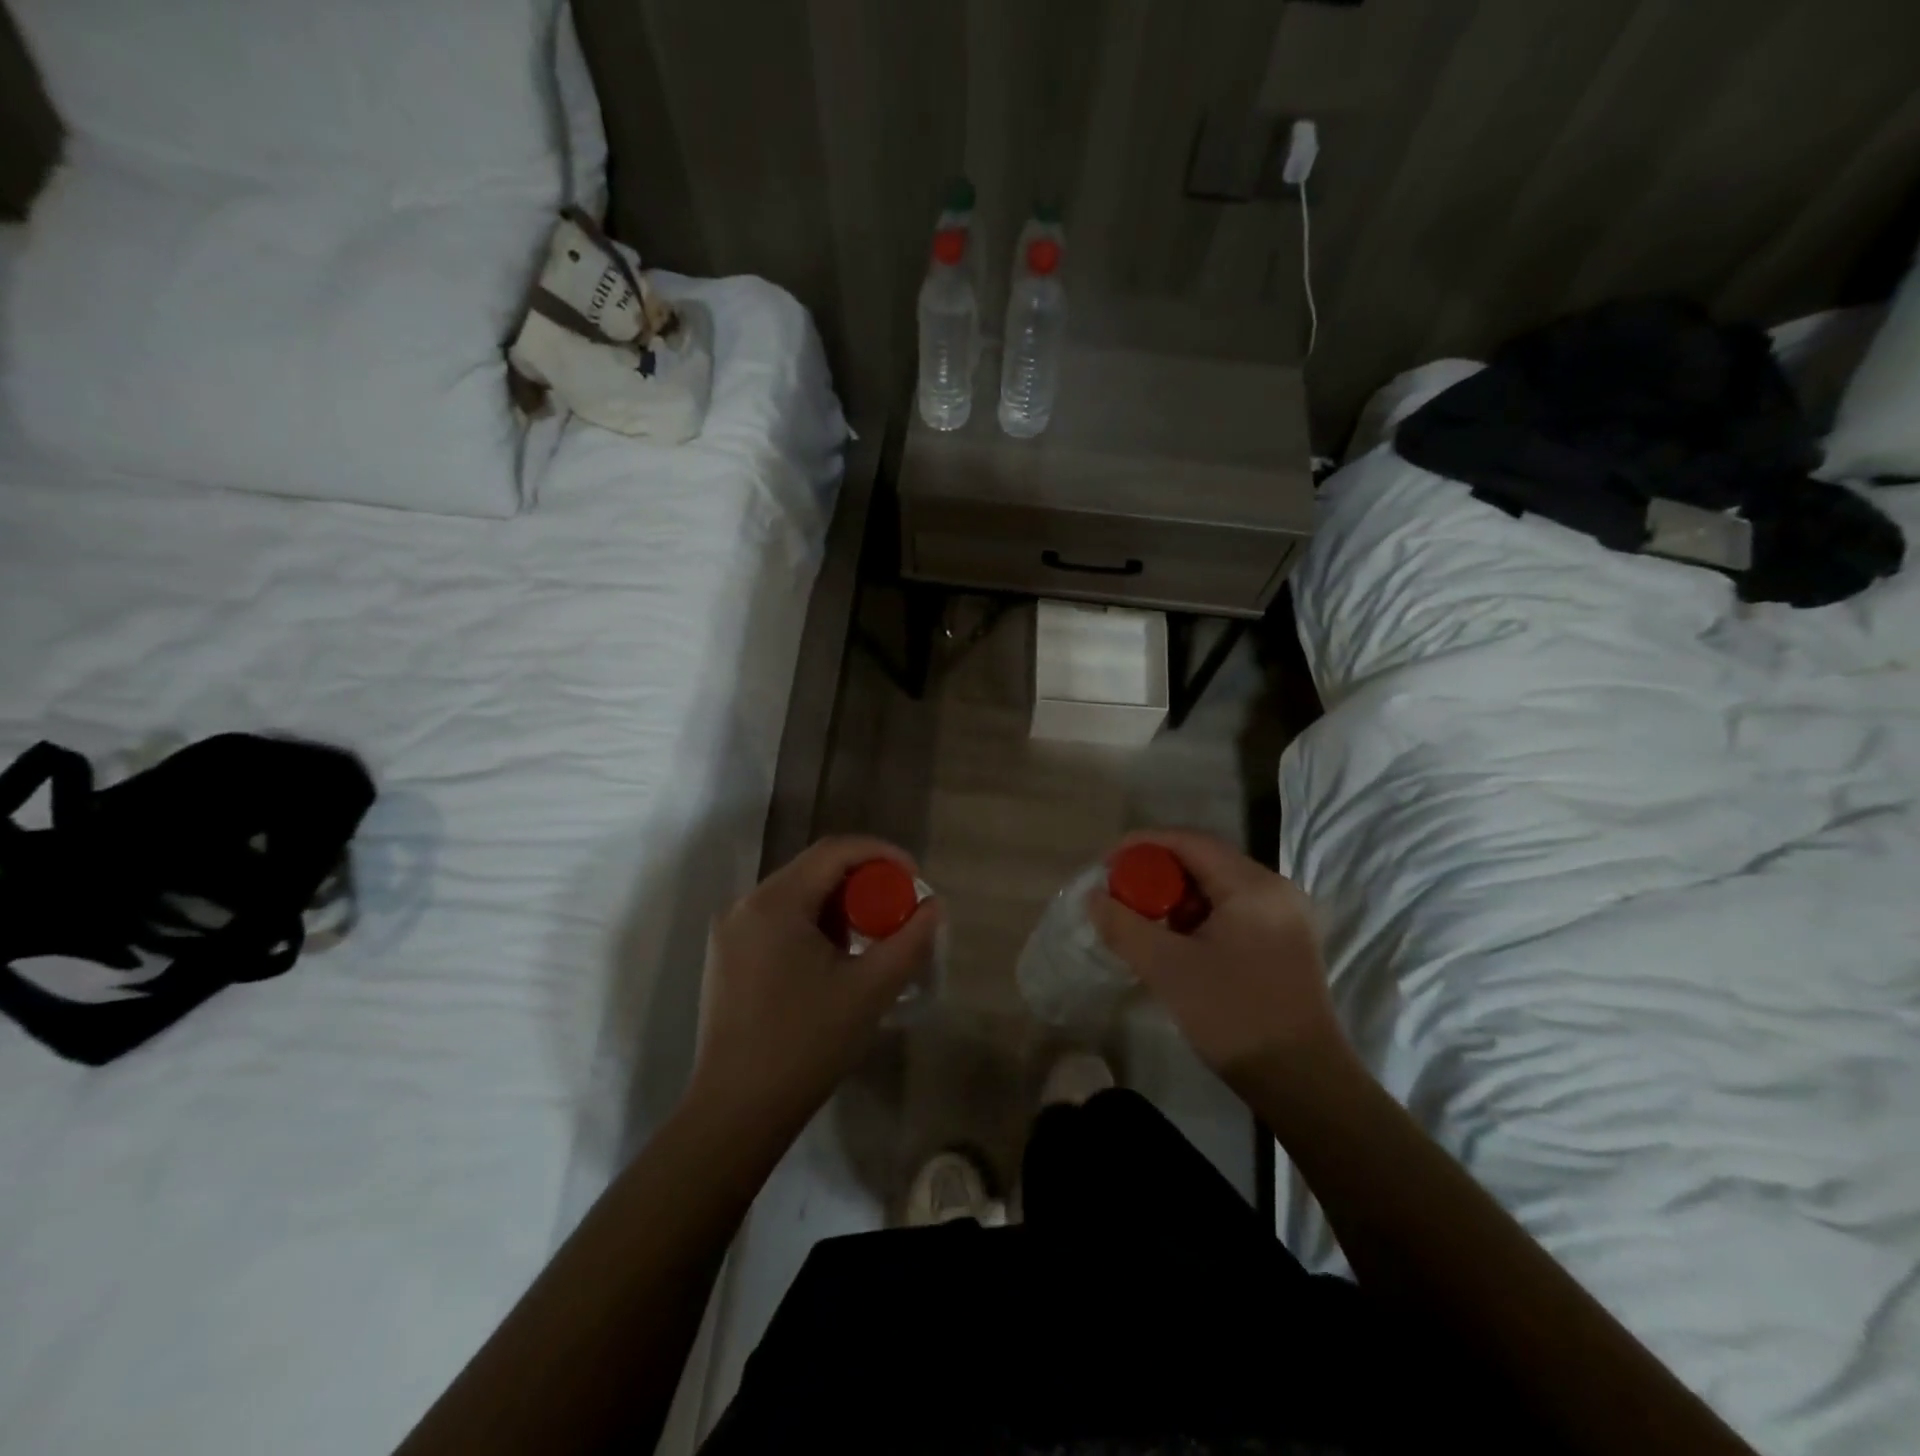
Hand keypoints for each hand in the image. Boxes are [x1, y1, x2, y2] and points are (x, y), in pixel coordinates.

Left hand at [686, 836, 940, 1140]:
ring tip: (870, 938)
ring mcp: (730, 932)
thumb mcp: (871, 989)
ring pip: (796, 896)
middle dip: (862, 882)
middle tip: (897, 910)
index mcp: (775, 902)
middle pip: (814, 870)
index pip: (835, 852)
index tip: (915, 879)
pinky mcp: (727, 957)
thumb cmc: (806, 1045)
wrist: (737, 1113)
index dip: (882, 854)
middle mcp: (745, 905)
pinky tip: (833, 959)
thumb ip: (909, 940)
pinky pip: (778, 920)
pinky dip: (813, 925)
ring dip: (838, 906)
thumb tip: (934, 907)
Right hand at [1087, 829, 1350, 1083]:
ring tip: (1145, 924)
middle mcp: (1275, 889)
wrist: (1303, 1083)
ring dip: (1177, 898)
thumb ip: (1124, 926)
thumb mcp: (1168, 969)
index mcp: (1252, 885)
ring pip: (1218, 887)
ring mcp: (1286, 916)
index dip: (1143, 846)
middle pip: (1204, 861)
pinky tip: (1178, 944)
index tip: (1107, 865)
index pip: (1189, 841)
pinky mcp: (1286, 941)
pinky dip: (1199, 917)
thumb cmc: (1234, 1016)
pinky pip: (1233, 910)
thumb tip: (1093, 897)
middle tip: (1122, 897)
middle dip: (1157, 874)